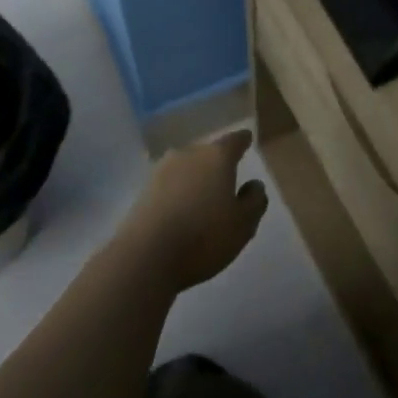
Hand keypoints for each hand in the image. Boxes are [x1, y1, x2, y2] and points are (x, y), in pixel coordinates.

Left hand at [117, 128, 268, 292]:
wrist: (144, 257)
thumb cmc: (203, 237)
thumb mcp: (244, 224)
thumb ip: (255, 201)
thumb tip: (253, 184)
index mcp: (217, 157)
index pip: (234, 140)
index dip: (243, 141)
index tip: (247, 140)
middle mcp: (188, 154)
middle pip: (207, 153)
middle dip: (217, 164)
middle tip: (226, 181)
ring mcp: (161, 171)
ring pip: (186, 169)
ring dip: (195, 180)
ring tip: (203, 200)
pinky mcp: (142, 192)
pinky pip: (169, 187)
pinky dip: (178, 194)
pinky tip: (181, 213)